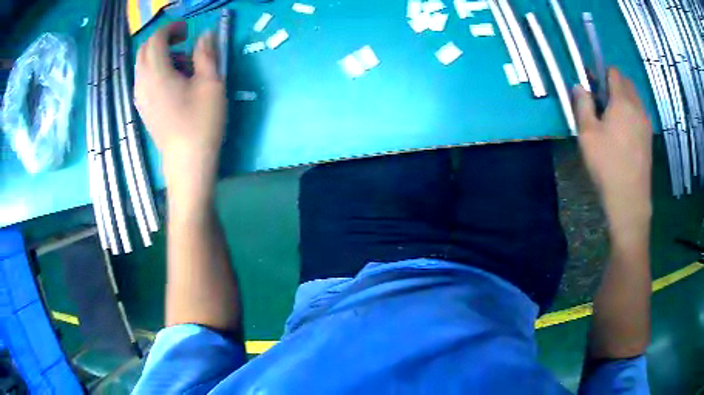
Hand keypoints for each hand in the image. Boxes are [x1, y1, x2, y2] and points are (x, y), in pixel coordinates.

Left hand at [134, 22, 224, 192]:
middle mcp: (142, 83)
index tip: (188, 30)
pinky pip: (144, 80)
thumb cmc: (201, 121)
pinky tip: (174, 82)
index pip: (156, 39)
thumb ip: (206, 53)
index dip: (171, 28)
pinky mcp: (143, 109)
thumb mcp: (211, 82)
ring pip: (143, 65)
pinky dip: (156, 71)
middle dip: (163, 40)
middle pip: (145, 50)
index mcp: (156, 73)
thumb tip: (206, 34)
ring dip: (160, 56)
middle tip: (184, 42)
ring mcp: (140, 98)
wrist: (187, 163)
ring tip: (183, 65)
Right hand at [574, 69, 651, 240]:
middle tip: (601, 101)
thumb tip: (580, 86)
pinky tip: (623, 133)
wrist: (630, 199)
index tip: (592, 84)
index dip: (601, 72)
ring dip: (623, 99)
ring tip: (612, 119)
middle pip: (626, 83)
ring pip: (634, 99)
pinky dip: (631, 113)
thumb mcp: (587, 134)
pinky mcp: (649, 138)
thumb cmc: (607, 164)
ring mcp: (646, 123)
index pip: (613, 72)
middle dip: (613, 84)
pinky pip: (639, 114)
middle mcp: (638, 107)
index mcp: (622, 101)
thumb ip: (582, 104)